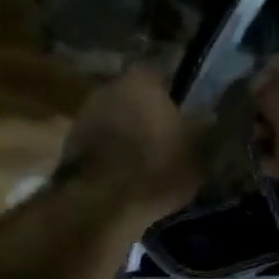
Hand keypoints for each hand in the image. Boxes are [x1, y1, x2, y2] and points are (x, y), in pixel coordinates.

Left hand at [57, 65, 204, 223]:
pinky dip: (112, 153)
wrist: (101, 204)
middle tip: (167, 136)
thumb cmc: (156, 168)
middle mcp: (109, 88)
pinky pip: (101, 142)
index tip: (186, 112)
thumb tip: (208, 116)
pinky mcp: (70, 145)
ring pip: (116, 119)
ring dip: (128, 134)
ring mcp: (84, 115)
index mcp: (142, 80)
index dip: (175, 94)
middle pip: (135, 96)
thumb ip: (203, 129)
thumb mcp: (198, 152)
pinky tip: (126, 173)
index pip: (162, 74)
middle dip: (149, 113)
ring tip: (147, 159)